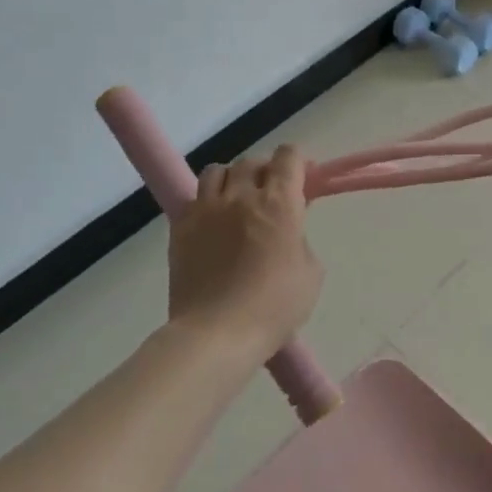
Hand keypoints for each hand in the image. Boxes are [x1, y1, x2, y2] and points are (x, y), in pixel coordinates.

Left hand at [167, 145, 324, 351]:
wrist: (217, 333)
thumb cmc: (275, 306)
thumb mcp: (310, 271)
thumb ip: (300, 237)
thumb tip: (288, 227)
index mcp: (279, 204)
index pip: (288, 158)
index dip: (298, 162)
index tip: (303, 178)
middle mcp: (241, 196)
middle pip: (252, 162)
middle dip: (266, 171)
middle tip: (272, 192)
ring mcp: (206, 210)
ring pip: (218, 172)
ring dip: (233, 179)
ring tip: (237, 199)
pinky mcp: (180, 228)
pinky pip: (194, 198)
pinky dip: (207, 202)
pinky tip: (214, 222)